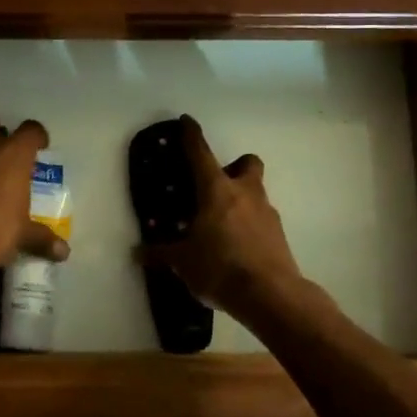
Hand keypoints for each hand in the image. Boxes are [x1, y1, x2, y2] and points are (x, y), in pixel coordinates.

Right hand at [138, 116, 306, 321]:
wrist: (271, 296)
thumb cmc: (220, 268)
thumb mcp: (183, 262)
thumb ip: (161, 253)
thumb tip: (137, 252)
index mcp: (217, 190)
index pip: (201, 154)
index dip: (192, 136)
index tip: (187, 121)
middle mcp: (245, 193)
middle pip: (247, 164)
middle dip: (235, 167)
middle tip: (216, 185)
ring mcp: (267, 213)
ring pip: (256, 192)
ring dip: (242, 200)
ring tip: (221, 224)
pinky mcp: (279, 235)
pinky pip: (261, 220)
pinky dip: (249, 226)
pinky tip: (236, 247)